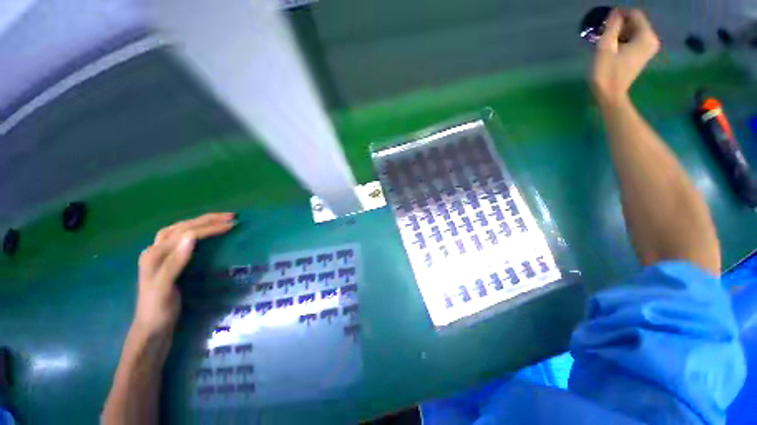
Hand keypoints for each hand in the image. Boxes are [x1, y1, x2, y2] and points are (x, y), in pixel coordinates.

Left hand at [134, 213, 235, 334]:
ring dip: (198, 222)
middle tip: (230, 216)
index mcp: (154, 255)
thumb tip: (192, 237)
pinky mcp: (166, 261)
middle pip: (181, 227)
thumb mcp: (165, 288)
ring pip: (178, 229)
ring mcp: (159, 255)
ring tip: (218, 220)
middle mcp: (154, 250)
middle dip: (207, 219)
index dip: (210, 228)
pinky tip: (201, 232)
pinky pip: (178, 238)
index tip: (232, 225)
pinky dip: (192, 230)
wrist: (151, 329)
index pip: (186, 233)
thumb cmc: (158, 310)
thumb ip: (175, 262)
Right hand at [591, 9, 659, 104]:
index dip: (619, 15)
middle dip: (620, 25)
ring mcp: (648, 48)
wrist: (610, 95)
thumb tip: (615, 12)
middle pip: (636, 23)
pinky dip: (624, 40)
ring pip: (634, 31)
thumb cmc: (606, 72)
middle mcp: (652, 40)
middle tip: (604, 33)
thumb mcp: (605, 47)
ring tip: (607, 42)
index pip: (635, 14)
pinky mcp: (643, 55)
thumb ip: (612, 26)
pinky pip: (634, 40)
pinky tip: (613, 48)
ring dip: (620, 33)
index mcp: (646, 36)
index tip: (606, 23)